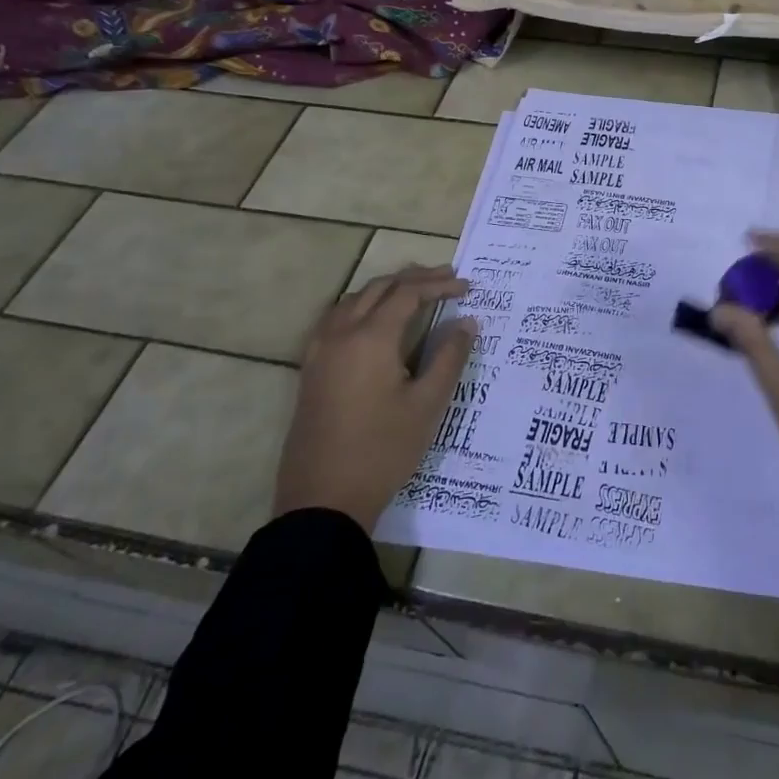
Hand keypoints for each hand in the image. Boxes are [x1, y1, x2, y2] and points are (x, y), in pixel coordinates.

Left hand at [273, 264, 476, 528]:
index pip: (408, 294)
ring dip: (386, 289)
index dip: (439, 285)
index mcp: (371, 338)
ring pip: (354, 299)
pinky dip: (362, 305)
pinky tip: (374, 319)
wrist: (323, 500)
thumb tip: (467, 322)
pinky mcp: (310, 369)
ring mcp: (319, 351)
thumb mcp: (427, 404)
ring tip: (415, 292)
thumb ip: (449, 357)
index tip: (467, 287)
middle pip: (379, 288)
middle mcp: (340, 334)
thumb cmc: (382, 450)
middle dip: (414, 279)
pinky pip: (336, 318)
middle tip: (447, 279)